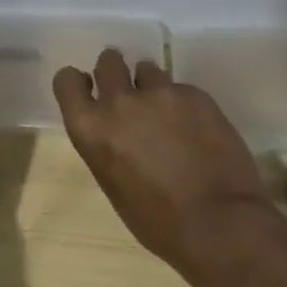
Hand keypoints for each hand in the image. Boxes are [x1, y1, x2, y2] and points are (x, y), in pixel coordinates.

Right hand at [53, 49, 279, 285]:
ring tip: (169, 114)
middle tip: (130, 93)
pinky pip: (182, 89)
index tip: (88, 88)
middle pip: (108, 61)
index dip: (77, 82)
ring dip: (152, 86)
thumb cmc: (159, 222)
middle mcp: (119, 102)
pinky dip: (185, 104)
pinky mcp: (195, 94)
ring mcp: (159, 93)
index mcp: (91, 128)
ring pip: (148, 69)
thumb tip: (117, 132)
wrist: (220, 225)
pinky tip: (199, 131)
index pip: (66, 81)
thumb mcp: (113, 184)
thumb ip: (107, 145)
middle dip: (116, 71)